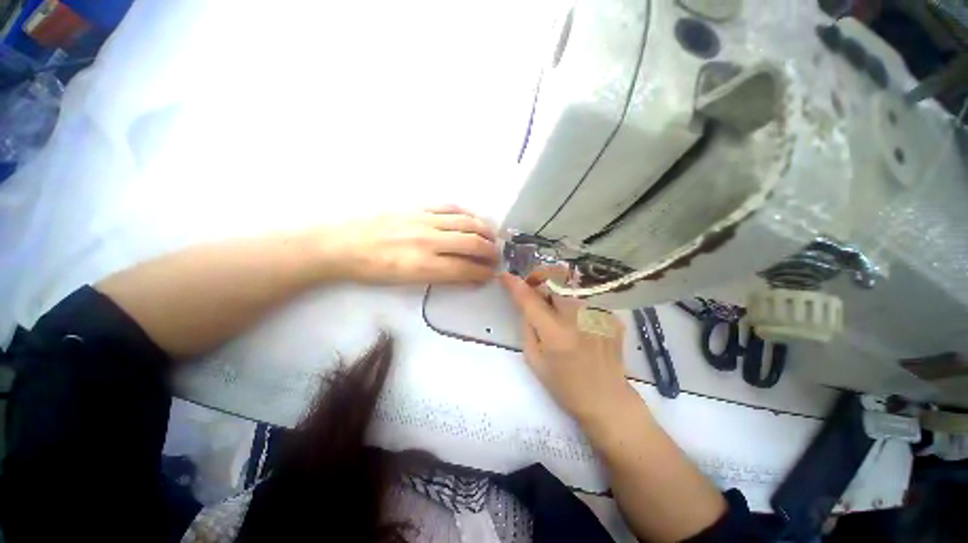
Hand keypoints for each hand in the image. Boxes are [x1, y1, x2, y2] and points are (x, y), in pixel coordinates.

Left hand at [332, 205, 498, 284]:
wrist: (341, 244)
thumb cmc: (373, 270)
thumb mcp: (407, 282)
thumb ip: (441, 278)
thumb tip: (467, 277)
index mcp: (423, 264)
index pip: (465, 268)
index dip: (483, 272)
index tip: (491, 274)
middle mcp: (428, 240)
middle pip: (472, 242)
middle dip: (490, 251)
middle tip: (497, 256)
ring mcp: (424, 219)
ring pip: (466, 222)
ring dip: (484, 230)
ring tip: (492, 237)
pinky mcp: (418, 206)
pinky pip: (450, 207)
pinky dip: (467, 214)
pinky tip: (473, 219)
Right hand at [499, 270, 634, 425]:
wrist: (607, 400)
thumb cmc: (565, 385)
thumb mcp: (534, 359)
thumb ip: (527, 325)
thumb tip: (525, 302)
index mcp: (557, 334)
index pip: (531, 300)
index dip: (515, 284)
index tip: (505, 276)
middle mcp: (580, 319)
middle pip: (555, 281)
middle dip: (540, 279)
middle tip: (534, 290)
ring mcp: (600, 316)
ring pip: (570, 287)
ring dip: (558, 291)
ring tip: (557, 309)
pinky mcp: (611, 317)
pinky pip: (586, 299)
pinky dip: (576, 304)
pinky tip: (578, 322)